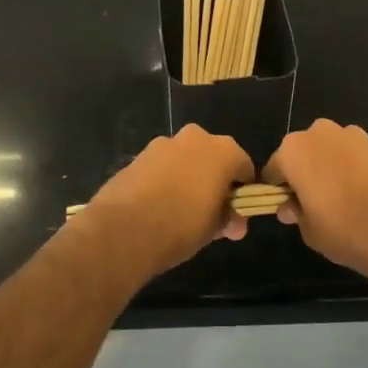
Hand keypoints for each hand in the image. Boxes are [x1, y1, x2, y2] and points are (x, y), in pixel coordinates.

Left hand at [79, 126, 254, 281]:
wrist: (124, 229)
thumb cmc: (181, 226)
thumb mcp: (213, 228)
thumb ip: (227, 219)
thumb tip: (236, 222)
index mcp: (222, 151)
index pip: (243, 166)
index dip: (242, 190)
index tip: (236, 211)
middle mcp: (195, 138)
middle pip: (213, 157)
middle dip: (213, 179)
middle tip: (209, 210)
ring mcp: (164, 143)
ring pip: (185, 159)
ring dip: (187, 177)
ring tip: (180, 210)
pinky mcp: (139, 155)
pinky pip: (161, 166)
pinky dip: (164, 179)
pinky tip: (157, 205)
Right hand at [263, 120, 367, 294]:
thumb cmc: (348, 231)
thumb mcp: (310, 231)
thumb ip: (295, 212)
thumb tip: (289, 206)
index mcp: (295, 150)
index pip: (274, 169)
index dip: (277, 190)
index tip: (286, 210)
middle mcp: (320, 133)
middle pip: (301, 154)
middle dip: (303, 175)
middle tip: (313, 206)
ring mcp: (352, 135)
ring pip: (327, 152)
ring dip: (327, 170)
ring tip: (341, 203)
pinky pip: (351, 156)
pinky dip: (351, 170)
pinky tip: (362, 196)